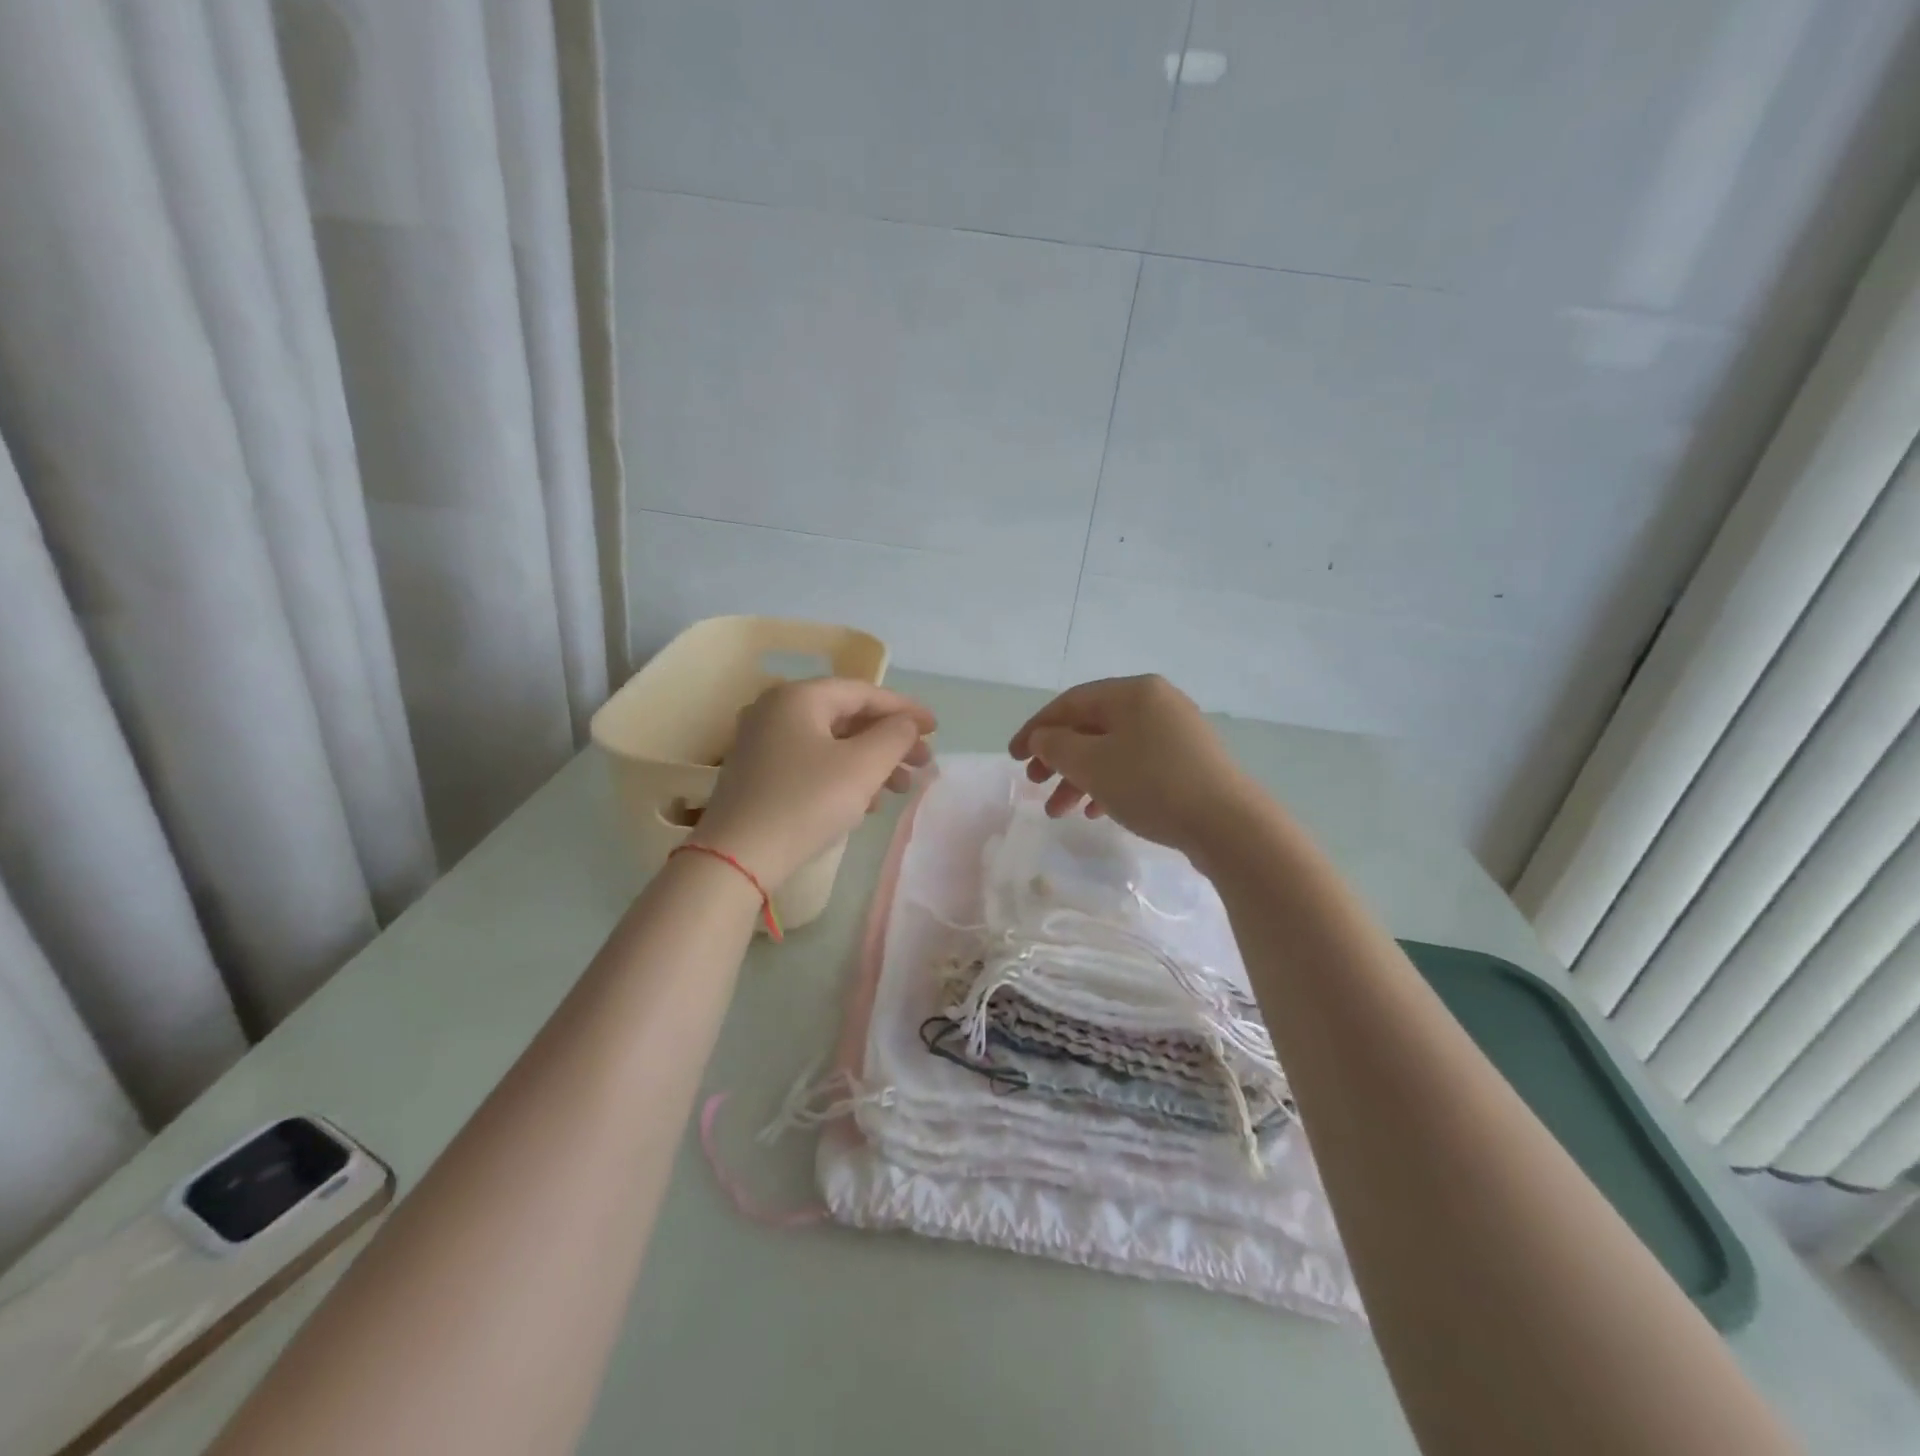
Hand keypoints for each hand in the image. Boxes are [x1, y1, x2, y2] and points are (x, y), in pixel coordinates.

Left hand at [694, 678, 934, 887]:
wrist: (736, 858)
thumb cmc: (806, 802)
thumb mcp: (862, 766)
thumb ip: (895, 736)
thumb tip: (907, 723)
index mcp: (799, 697)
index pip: (864, 692)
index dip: (905, 709)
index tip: (936, 729)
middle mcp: (776, 710)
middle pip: (848, 717)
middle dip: (890, 741)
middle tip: (922, 764)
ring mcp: (763, 742)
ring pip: (831, 743)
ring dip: (871, 762)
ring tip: (899, 789)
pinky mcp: (758, 774)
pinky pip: (812, 762)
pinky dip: (843, 776)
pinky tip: (865, 804)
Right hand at [1008, 675, 1261, 857]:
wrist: (1228, 824)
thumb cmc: (1151, 785)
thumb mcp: (1092, 764)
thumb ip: (1056, 746)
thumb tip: (1042, 737)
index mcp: (1132, 692)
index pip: (1070, 703)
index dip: (1035, 729)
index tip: (1012, 757)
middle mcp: (1156, 702)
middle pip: (1092, 726)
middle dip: (1058, 758)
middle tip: (1035, 784)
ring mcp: (1176, 732)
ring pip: (1113, 749)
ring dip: (1081, 777)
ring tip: (1061, 811)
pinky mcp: (1189, 762)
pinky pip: (1137, 765)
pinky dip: (1111, 784)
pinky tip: (1097, 812)